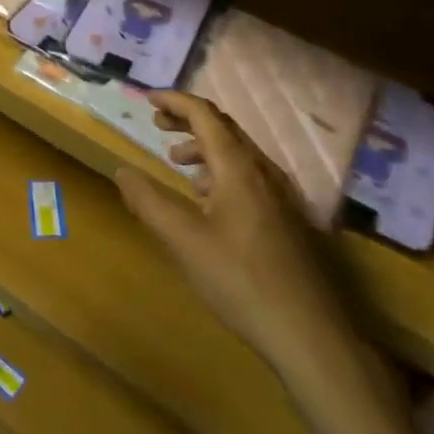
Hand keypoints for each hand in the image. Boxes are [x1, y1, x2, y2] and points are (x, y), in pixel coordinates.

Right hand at [116, 91, 355, 388]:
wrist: (311, 335)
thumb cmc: (241, 280)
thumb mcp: (184, 240)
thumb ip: (149, 201)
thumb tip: (122, 171)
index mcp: (238, 166)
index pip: (204, 114)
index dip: (174, 101)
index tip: (148, 99)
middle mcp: (263, 170)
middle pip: (223, 127)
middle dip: (187, 120)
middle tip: (157, 125)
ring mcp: (281, 195)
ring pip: (238, 152)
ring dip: (204, 147)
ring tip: (177, 163)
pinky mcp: (287, 219)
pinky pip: (249, 175)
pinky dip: (221, 170)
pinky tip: (208, 201)